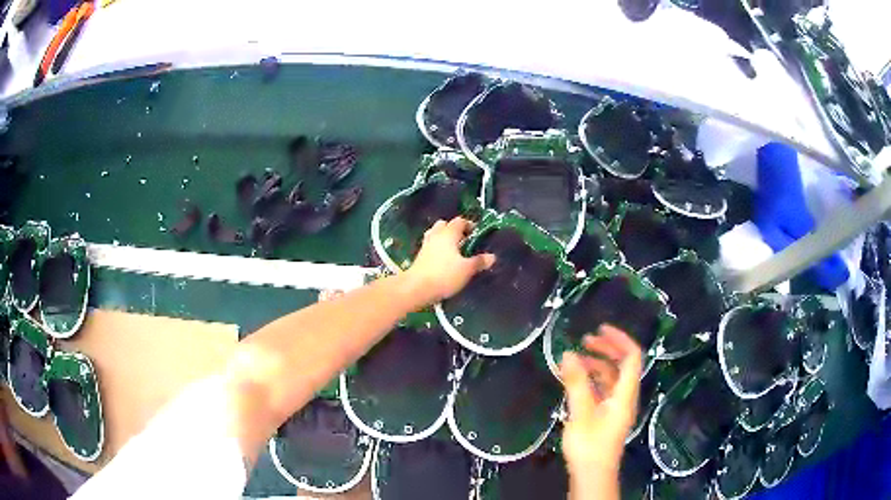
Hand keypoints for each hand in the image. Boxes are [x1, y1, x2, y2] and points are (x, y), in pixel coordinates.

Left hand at [405, 217, 495, 301]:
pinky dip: (437, 248)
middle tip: (464, 240)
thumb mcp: (467, 269)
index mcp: (448, 234)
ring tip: (453, 249)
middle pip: (444, 225)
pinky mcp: (419, 256)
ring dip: (444, 238)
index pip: (459, 221)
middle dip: (454, 229)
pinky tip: (443, 259)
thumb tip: (492, 257)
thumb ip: (479, 262)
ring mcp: (425, 245)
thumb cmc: (444, 275)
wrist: (417, 288)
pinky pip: (430, 246)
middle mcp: (436, 235)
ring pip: (435, 234)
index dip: (469, 224)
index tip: (476, 233)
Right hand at [560, 325, 641, 477]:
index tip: (599, 329)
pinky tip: (574, 381)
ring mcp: (616, 406)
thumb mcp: (581, 413)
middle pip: (623, 364)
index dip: (619, 339)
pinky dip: (591, 380)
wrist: (592, 474)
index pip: (632, 357)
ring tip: (574, 360)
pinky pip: (602, 389)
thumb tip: (568, 353)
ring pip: (611, 377)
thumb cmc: (589, 445)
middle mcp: (624, 397)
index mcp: (625, 394)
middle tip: (584, 340)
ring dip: (596, 364)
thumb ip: (576, 383)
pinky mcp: (606, 415)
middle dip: (606, 349)